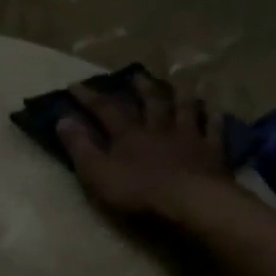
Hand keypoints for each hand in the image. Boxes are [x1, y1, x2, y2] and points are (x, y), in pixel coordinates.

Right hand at [56, 74, 232, 219]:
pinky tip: (213, 108)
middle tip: (136, 75)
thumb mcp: (97, 173)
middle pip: (150, 102)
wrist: (190, 201)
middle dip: (141, 88)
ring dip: (179, 95)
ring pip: (184, 108)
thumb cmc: (139, 191)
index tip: (75, 84)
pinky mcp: (212, 151)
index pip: (105, 109)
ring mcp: (189, 136)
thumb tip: (62, 119)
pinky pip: (214, 128)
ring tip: (178, 84)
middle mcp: (159, 128)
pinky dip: (212, 116)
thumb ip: (80, 147)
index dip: (89, 97)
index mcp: (129, 134)